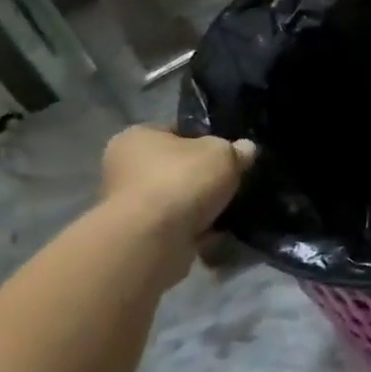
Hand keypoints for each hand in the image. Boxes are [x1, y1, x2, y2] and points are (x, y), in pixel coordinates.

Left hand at [100, 126, 255, 240]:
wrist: (153, 240)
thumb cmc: (181, 180)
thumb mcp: (222, 153)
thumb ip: (236, 149)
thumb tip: (245, 149)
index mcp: (136, 138)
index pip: (176, 130)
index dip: (206, 137)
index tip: (230, 150)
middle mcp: (125, 169)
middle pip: (176, 167)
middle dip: (204, 175)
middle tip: (234, 179)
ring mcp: (130, 206)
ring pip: (178, 199)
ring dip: (201, 205)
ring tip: (231, 206)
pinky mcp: (141, 236)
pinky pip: (178, 226)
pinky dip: (198, 229)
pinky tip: (220, 229)